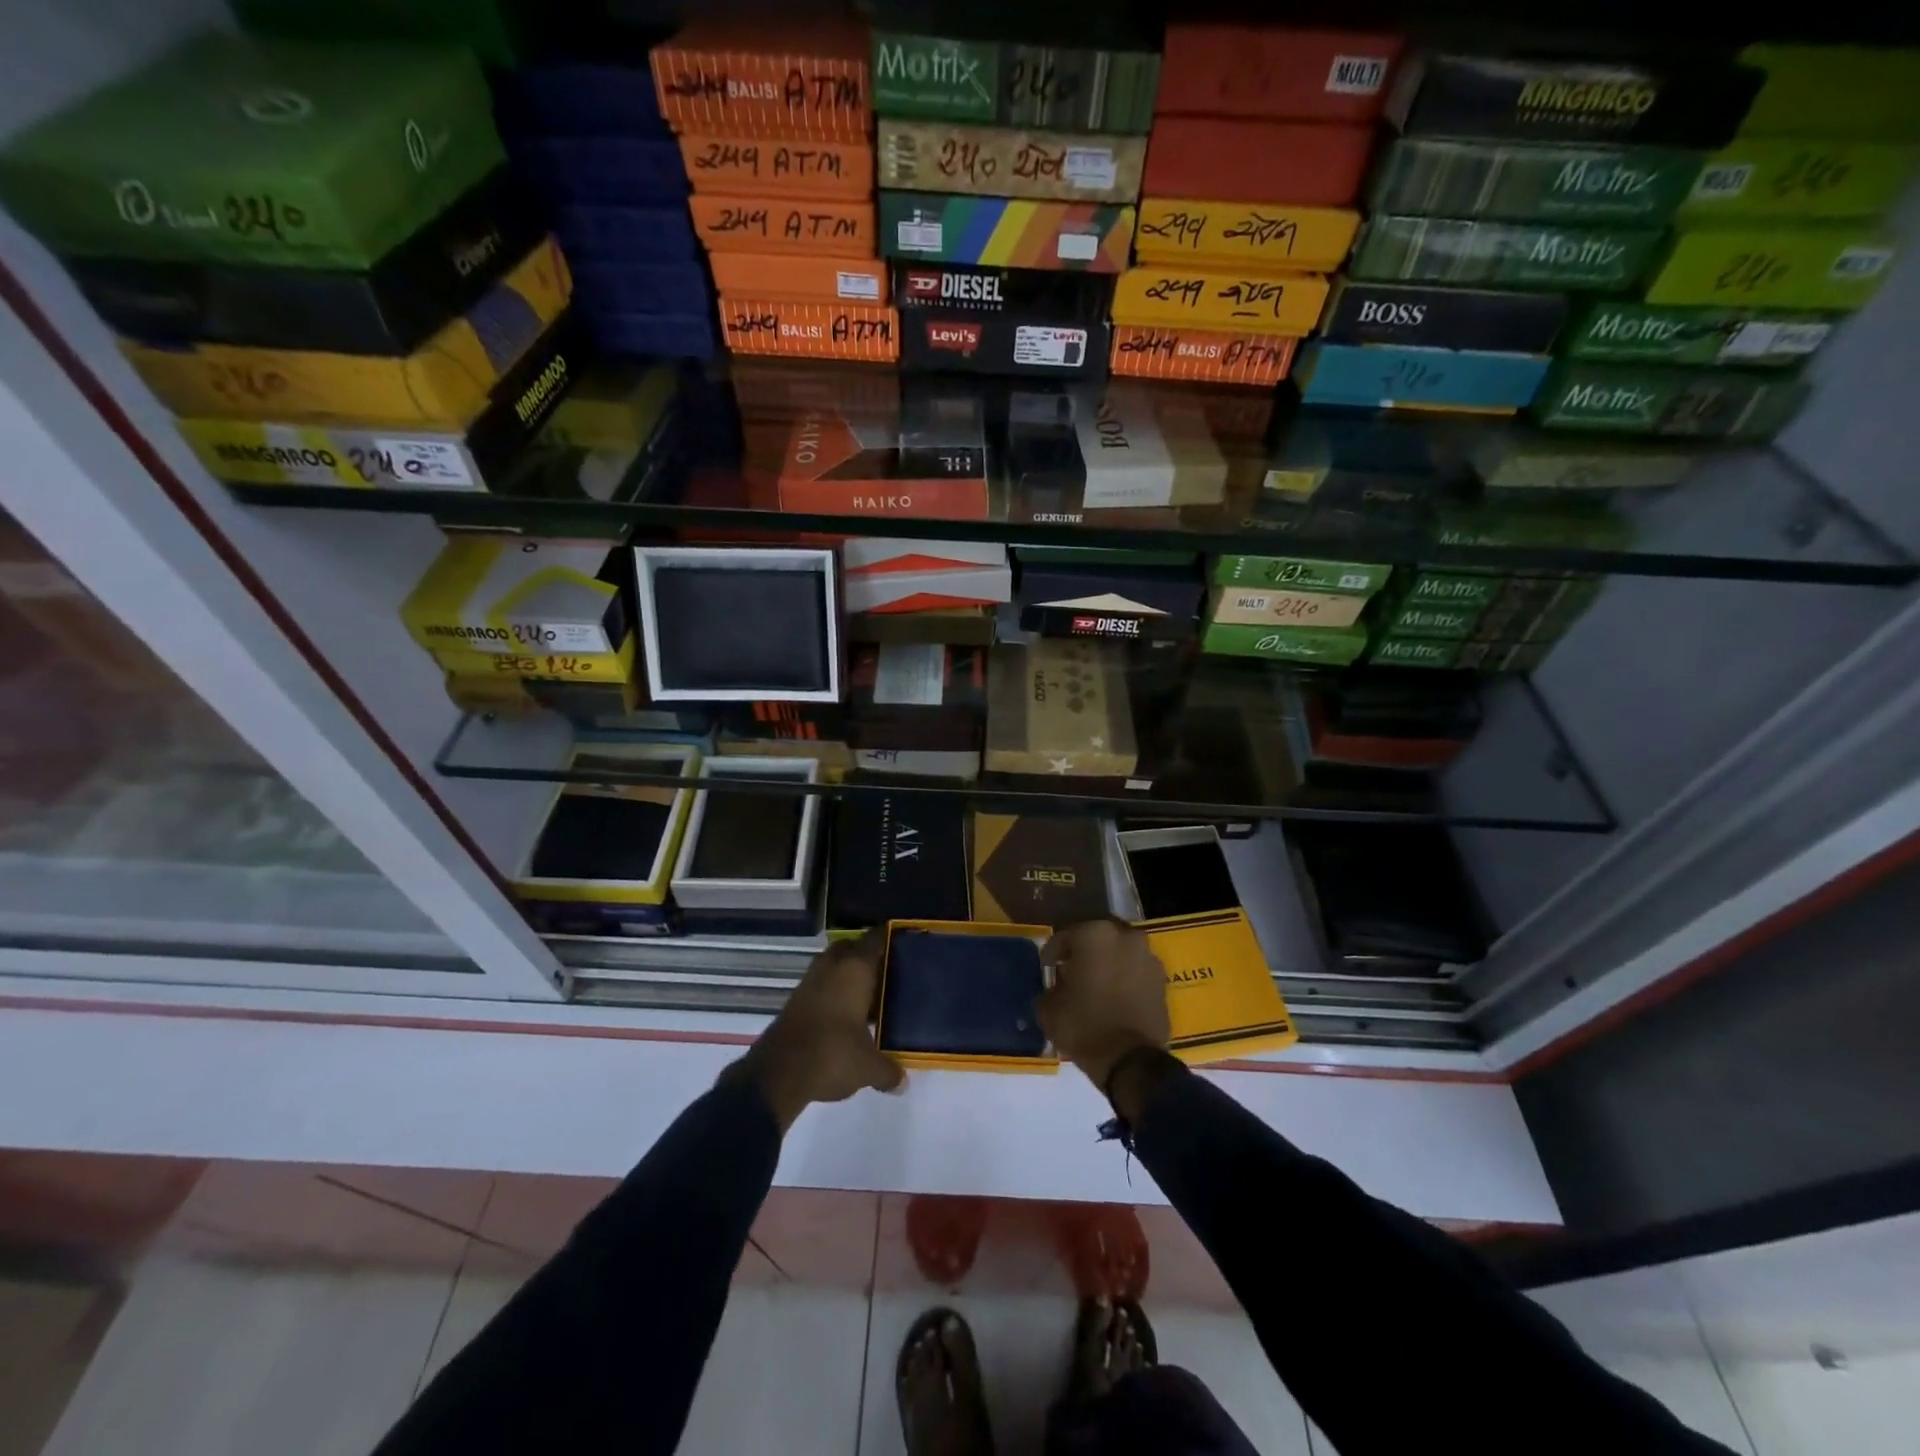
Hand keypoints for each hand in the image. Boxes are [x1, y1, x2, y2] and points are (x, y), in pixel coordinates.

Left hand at [728, 932, 904, 1131]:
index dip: (889, 937)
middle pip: (850, 948)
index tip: (904, 943)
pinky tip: (845, 1015)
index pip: (875, 939)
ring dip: (846, 975)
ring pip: (832, 966)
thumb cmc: (832, 1055)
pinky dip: (832, 992)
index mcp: (855, 969)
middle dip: (865, 955)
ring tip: (868, 997)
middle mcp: (831, 967)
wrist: (778, 1073)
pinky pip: (820, 985)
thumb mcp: (868, 1067)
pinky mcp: (795, 1000)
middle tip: (886, 972)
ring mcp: (810, 982)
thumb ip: (889, 1071)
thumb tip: (903, 1082)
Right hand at [1036, 920, 1170, 1090]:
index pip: (1064, 938)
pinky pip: (1136, 973)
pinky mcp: (1162, 981)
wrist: (1131, 1061)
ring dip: (1107, 966)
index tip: (1047, 969)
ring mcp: (1148, 957)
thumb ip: (1049, 989)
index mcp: (1094, 935)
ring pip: (1119, 955)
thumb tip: (1056, 988)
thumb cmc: (1084, 1026)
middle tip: (1070, 976)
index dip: (1052, 954)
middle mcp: (1125, 937)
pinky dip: (1125, 981)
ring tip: (1095, 989)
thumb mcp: (1048, 1010)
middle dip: (1083, 955)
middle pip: (1096, 941)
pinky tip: (1114, 1000)